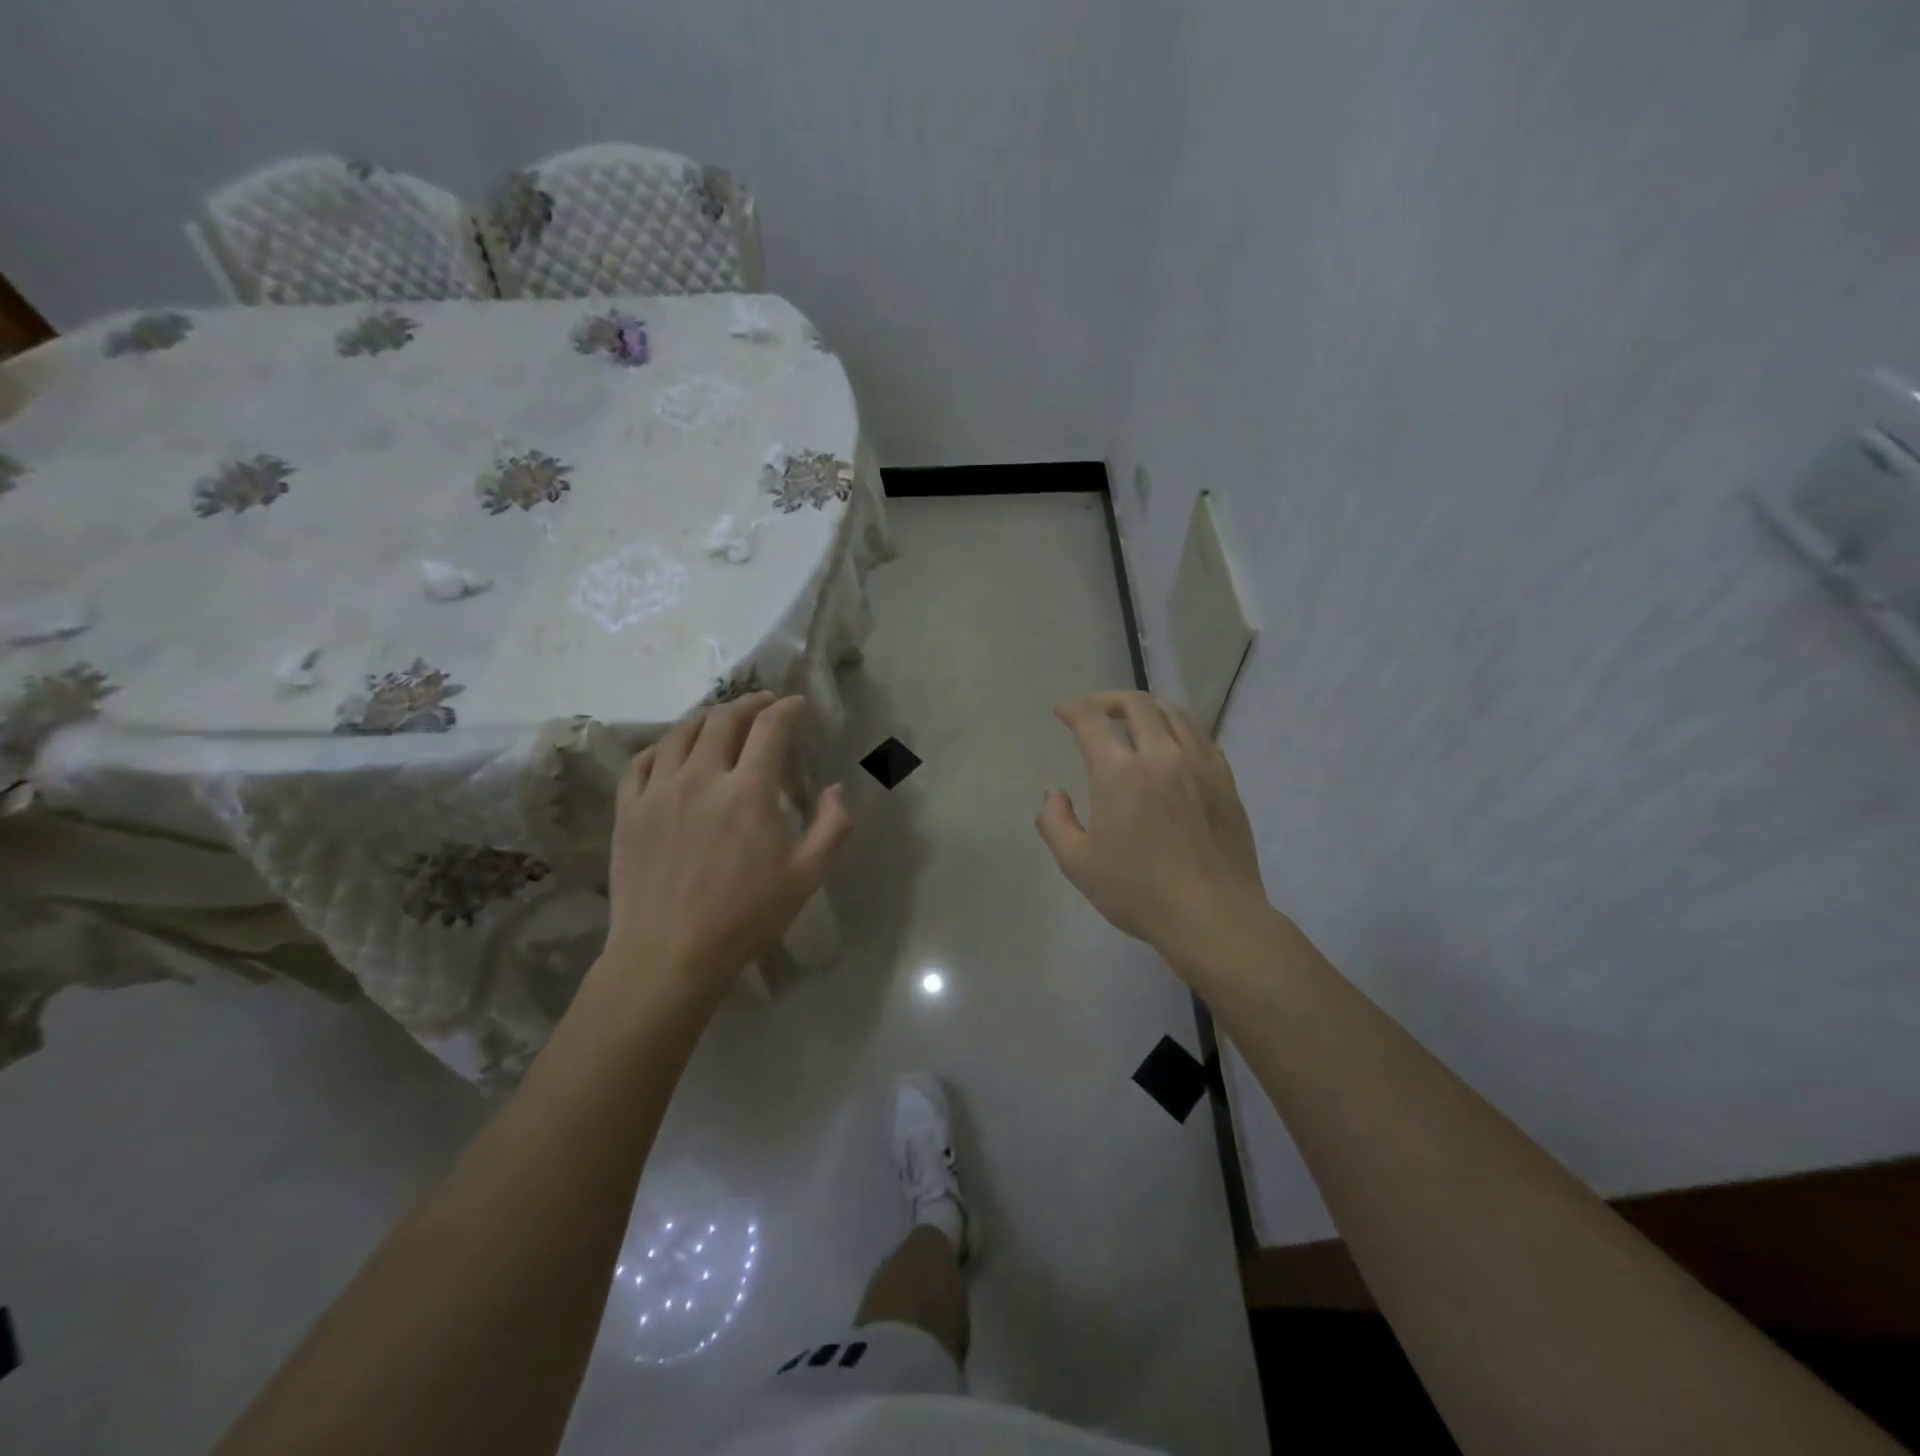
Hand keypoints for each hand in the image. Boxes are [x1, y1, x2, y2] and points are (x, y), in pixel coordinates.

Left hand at [599, 693, 851, 1005]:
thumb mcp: (807, 876)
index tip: (796, 705)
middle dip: (748, 704)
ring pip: (681, 733)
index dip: (787, 709)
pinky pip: (642, 761)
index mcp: (749, 790)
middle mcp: (702, 777)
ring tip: (720, 720)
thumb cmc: (746, 916)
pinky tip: (672, 752)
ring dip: (707, 718)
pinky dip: (663, 746)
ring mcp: (659, 790)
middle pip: (723, 720)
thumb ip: (832, 826)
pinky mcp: (629, 810)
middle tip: (763, 704)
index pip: (770, 728)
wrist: (669, 953)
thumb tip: (837, 789)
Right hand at [1037, 690, 1270, 973]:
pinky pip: (1200, 736)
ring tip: (1132, 720)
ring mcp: (1199, 765)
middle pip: (1136, 704)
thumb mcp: (1078, 865)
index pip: (1093, 721)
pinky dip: (1178, 728)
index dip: (1074, 710)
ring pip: (1173, 713)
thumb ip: (1055, 823)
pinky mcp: (1225, 780)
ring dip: (1146, 708)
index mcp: (1120, 774)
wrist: (1213, 916)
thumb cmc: (1139, 892)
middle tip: (1094, 711)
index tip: (1063, 712)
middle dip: (1108, 699)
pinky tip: (1172, 744)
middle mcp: (1161, 756)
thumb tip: (1053, 793)